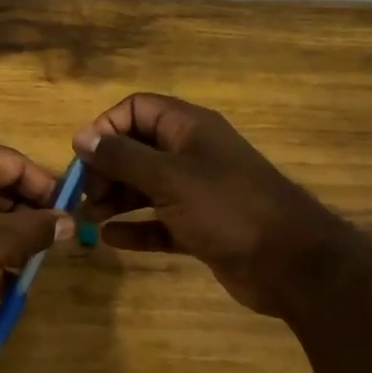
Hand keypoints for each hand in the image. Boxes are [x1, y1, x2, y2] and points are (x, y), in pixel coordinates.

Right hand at [74, 94, 347, 317]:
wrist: (290, 263)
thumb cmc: (226, 208)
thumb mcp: (168, 177)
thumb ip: (122, 157)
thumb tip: (82, 137)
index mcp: (189, 129)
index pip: (137, 109)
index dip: (107, 128)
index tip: (85, 157)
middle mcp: (191, 154)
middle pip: (136, 149)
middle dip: (106, 169)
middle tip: (86, 196)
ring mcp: (197, 192)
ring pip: (145, 187)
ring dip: (115, 199)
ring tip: (89, 218)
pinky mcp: (200, 227)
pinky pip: (158, 222)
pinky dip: (135, 227)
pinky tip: (110, 239)